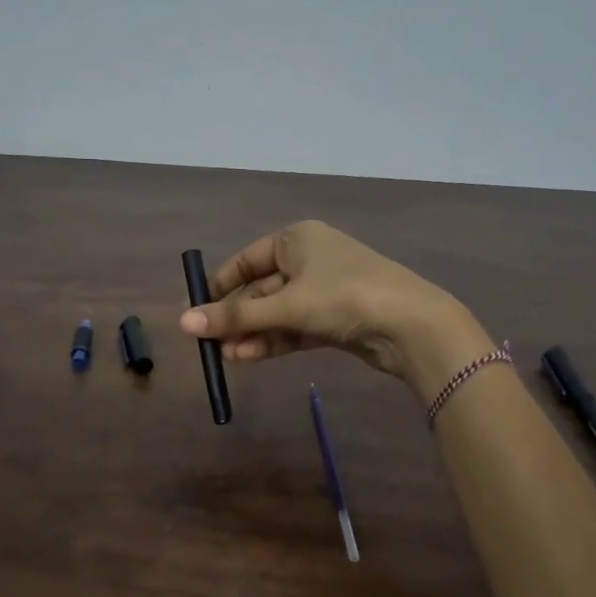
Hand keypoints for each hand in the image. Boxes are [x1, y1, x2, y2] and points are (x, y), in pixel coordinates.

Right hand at [178, 221, 493, 400]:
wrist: (412, 326)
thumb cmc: (344, 297)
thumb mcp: (286, 305)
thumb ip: (235, 315)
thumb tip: (184, 323)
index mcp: (298, 239)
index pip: (247, 259)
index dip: (220, 285)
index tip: (197, 310)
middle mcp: (309, 259)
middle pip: (261, 289)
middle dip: (237, 317)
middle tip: (209, 343)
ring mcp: (324, 290)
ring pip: (277, 312)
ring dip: (252, 333)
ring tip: (226, 357)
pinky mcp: (335, 319)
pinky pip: (294, 327)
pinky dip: (273, 340)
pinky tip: (248, 357)